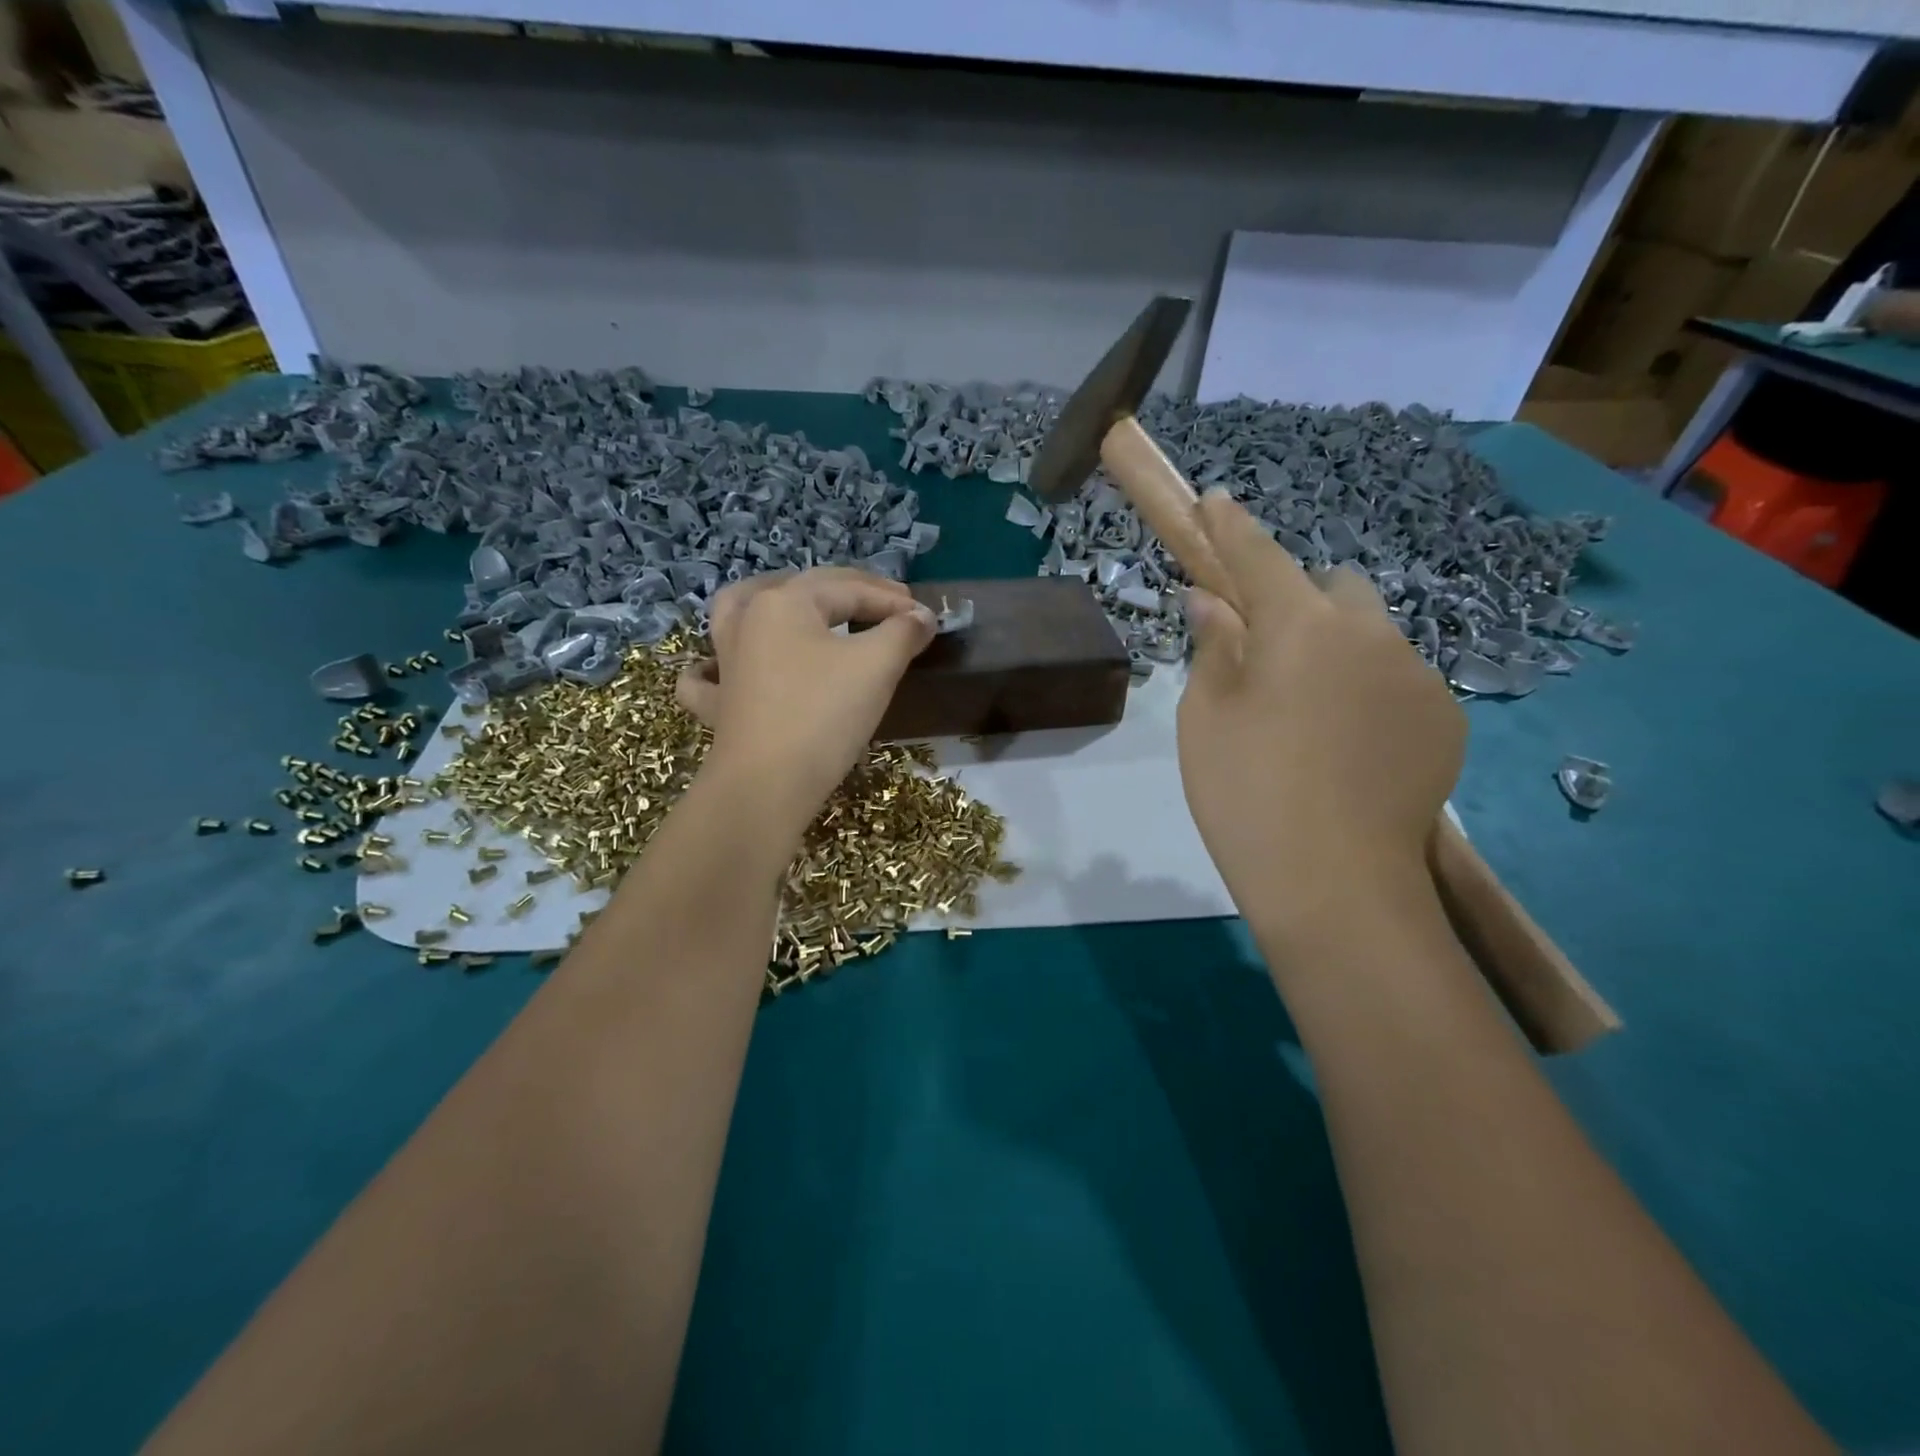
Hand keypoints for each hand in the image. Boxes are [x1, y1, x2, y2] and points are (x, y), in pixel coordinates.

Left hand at [676, 568, 936, 829]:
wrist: (768, 785)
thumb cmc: (824, 715)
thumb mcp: (876, 666)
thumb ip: (903, 632)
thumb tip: (922, 617)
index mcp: (783, 602)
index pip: (849, 589)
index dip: (893, 601)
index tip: (928, 619)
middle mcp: (747, 621)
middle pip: (803, 590)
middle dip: (851, 594)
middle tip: (891, 607)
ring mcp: (725, 662)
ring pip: (738, 611)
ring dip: (769, 601)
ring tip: (794, 603)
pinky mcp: (719, 704)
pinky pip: (708, 674)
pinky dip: (714, 666)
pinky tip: (724, 667)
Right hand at [1177, 489, 1464, 939]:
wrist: (1335, 885)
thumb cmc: (1246, 793)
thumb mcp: (1205, 716)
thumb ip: (1213, 646)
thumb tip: (1213, 602)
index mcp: (1303, 626)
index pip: (1259, 557)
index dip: (1231, 528)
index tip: (1215, 502)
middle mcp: (1373, 634)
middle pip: (1333, 588)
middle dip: (1298, 601)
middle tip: (1263, 651)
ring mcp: (1419, 676)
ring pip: (1371, 634)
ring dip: (1336, 647)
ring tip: (1307, 711)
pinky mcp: (1445, 719)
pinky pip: (1398, 678)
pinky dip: (1367, 688)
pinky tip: (1346, 744)